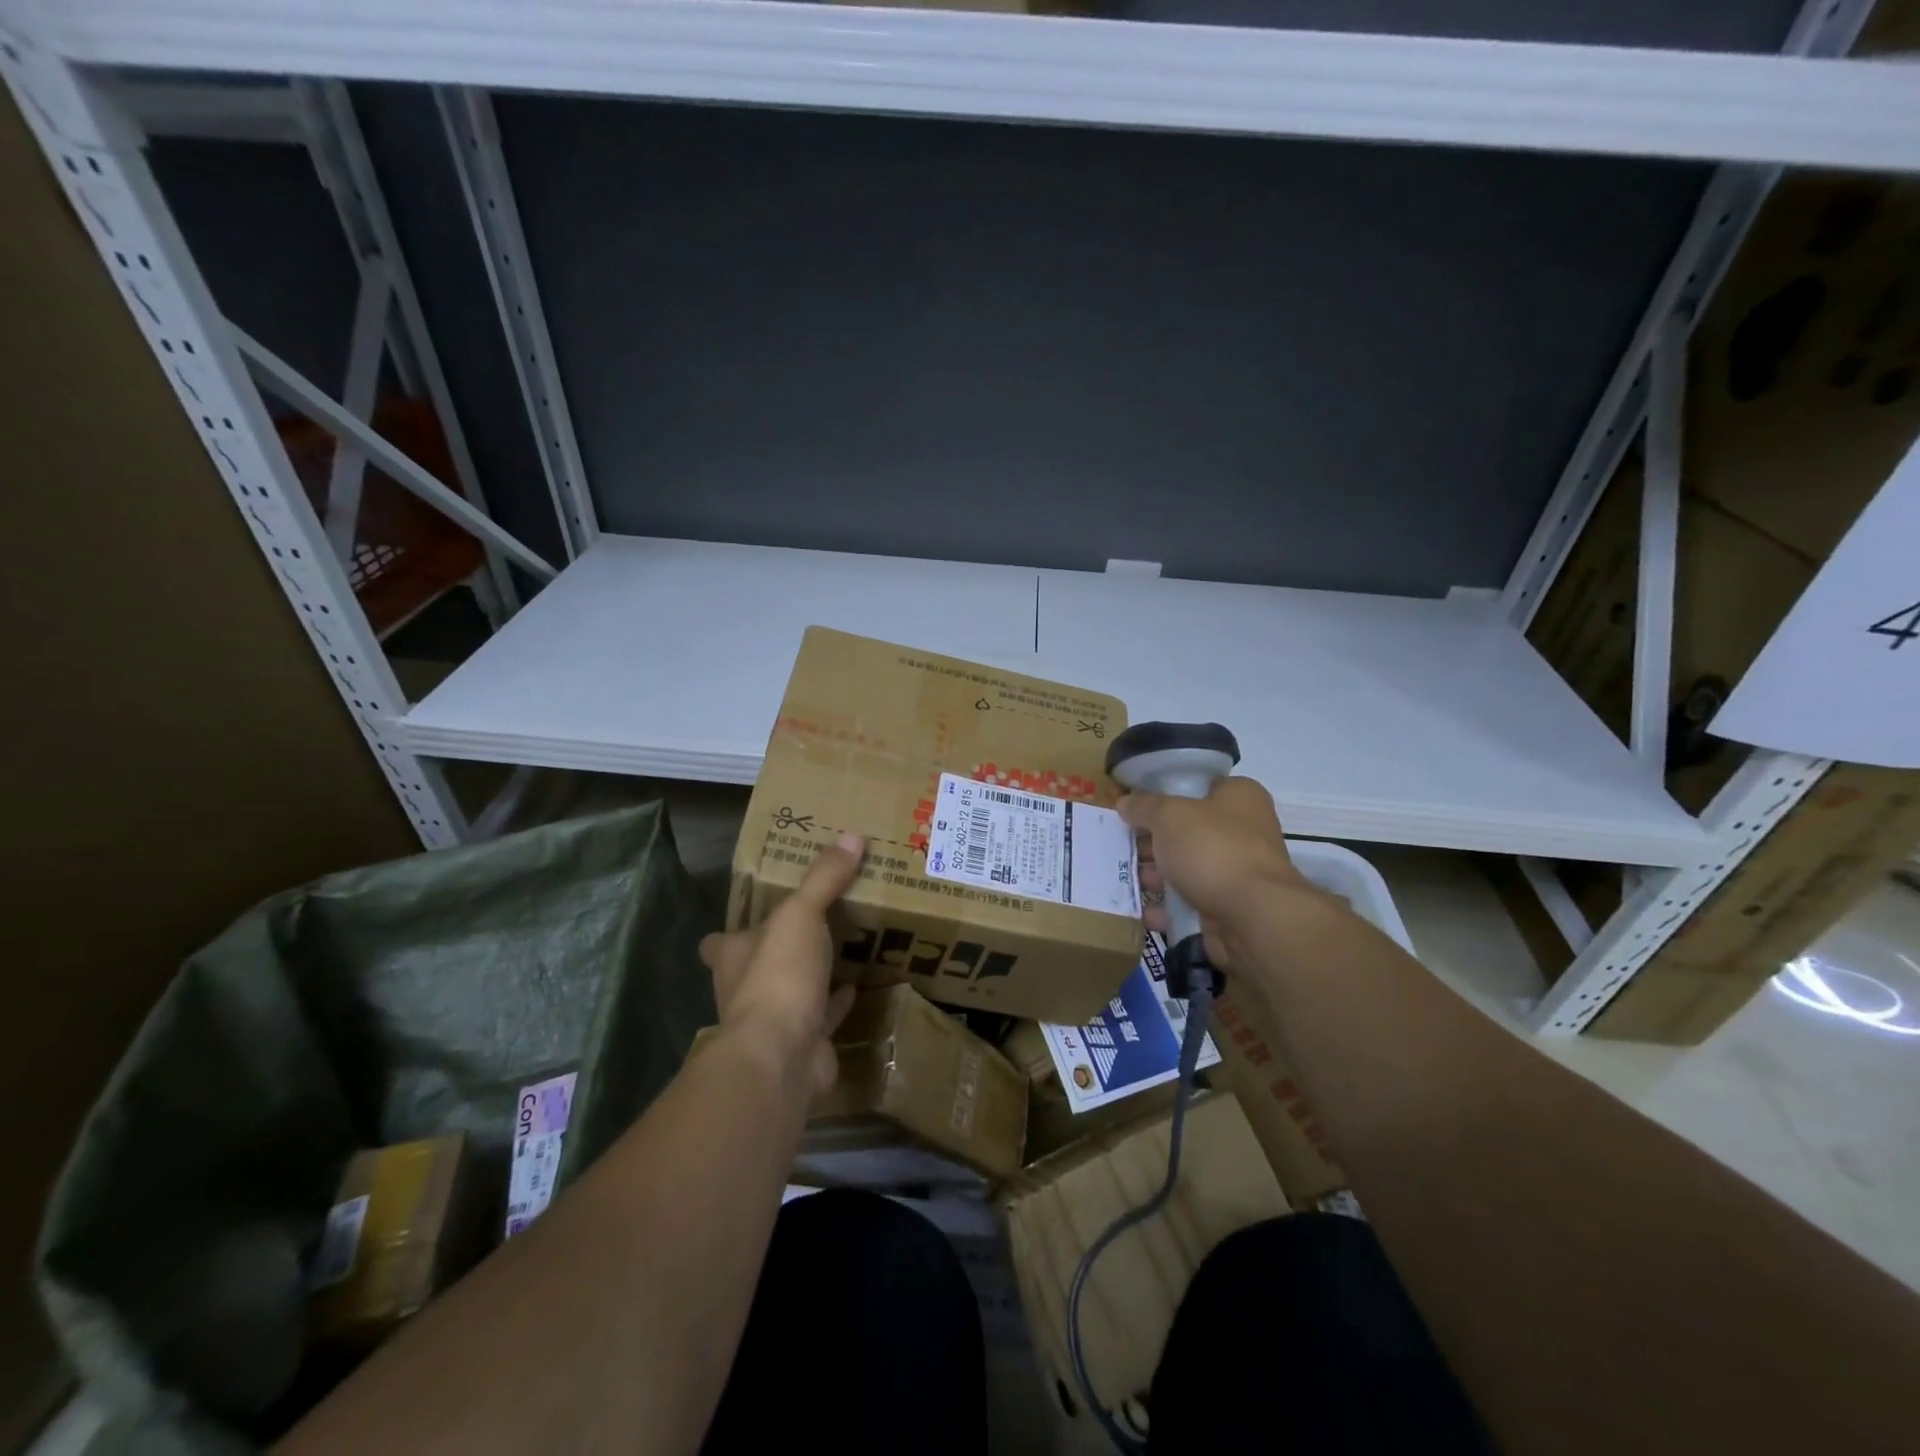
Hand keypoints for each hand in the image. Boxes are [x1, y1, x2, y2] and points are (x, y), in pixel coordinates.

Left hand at [700, 832, 864, 1095]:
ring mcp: (772, 1021)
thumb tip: (851, 836)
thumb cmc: (778, 975)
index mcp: (734, 956)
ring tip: (839, 948)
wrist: (783, 1054)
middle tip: (811, 924)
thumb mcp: (801, 914)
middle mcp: (745, 989)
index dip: (734, 931)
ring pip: (790, 992)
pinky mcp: (803, 1043)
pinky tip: (856, 986)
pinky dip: (836, 1002)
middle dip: (779, 950)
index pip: (721, 942)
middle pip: (757, 966)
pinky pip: (822, 1016)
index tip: (757, 916)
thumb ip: (823, 878)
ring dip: (808, 976)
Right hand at [1120, 777, 1308, 968]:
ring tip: (1117, 877)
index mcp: (1239, 797)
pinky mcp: (1227, 907)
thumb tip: (1125, 802)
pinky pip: (1187, 902)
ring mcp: (1235, 872)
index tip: (1133, 805)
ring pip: (1184, 868)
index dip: (1163, 794)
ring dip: (1153, 875)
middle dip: (1151, 840)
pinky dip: (1163, 907)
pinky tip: (1135, 908)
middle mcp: (1243, 831)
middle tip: (1117, 843)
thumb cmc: (1213, 849)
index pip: (1197, 787)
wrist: (1253, 917)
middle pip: (1186, 830)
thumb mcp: (1169, 815)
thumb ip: (1144, 807)